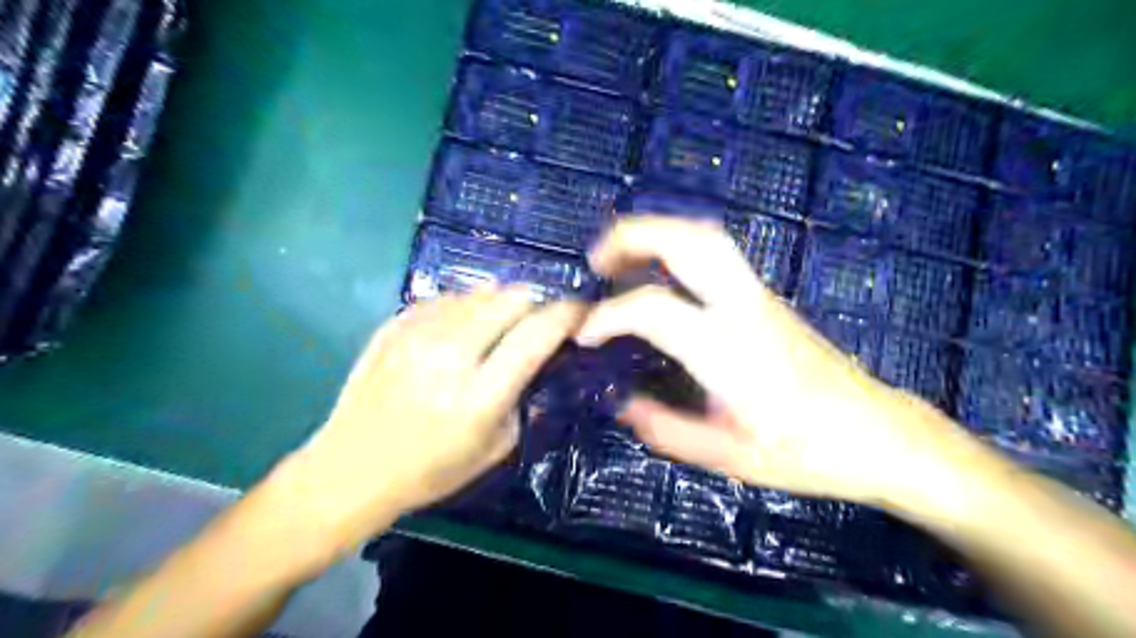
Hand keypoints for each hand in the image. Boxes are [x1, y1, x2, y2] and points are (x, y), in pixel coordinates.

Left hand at [272, 286, 579, 558]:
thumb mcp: (496, 448)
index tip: (578, 311)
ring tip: (501, 323)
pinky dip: (466, 306)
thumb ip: (524, 398)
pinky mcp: (394, 325)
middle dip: (535, 303)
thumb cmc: (431, 470)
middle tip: (538, 319)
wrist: (351, 468)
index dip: (566, 314)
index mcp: (479, 394)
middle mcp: (450, 355)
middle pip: (510, 299)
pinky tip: (463, 326)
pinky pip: (446, 297)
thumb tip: (539, 358)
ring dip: (501, 302)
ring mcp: (417, 335)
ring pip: (479, 292)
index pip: (536, 333)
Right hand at [578, 217, 955, 511]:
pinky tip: (657, 274)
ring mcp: (759, 296)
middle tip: (596, 259)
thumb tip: (621, 403)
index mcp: (730, 351)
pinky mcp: (766, 298)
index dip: (608, 317)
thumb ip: (666, 429)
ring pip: (706, 236)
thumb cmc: (806, 453)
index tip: (583, 336)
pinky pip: (715, 254)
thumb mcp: (727, 456)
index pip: (655, 310)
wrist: (878, 433)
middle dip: (634, 236)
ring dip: (656, 234)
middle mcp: (744, 309)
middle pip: (689, 241)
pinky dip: (676, 249)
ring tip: (620, 259)